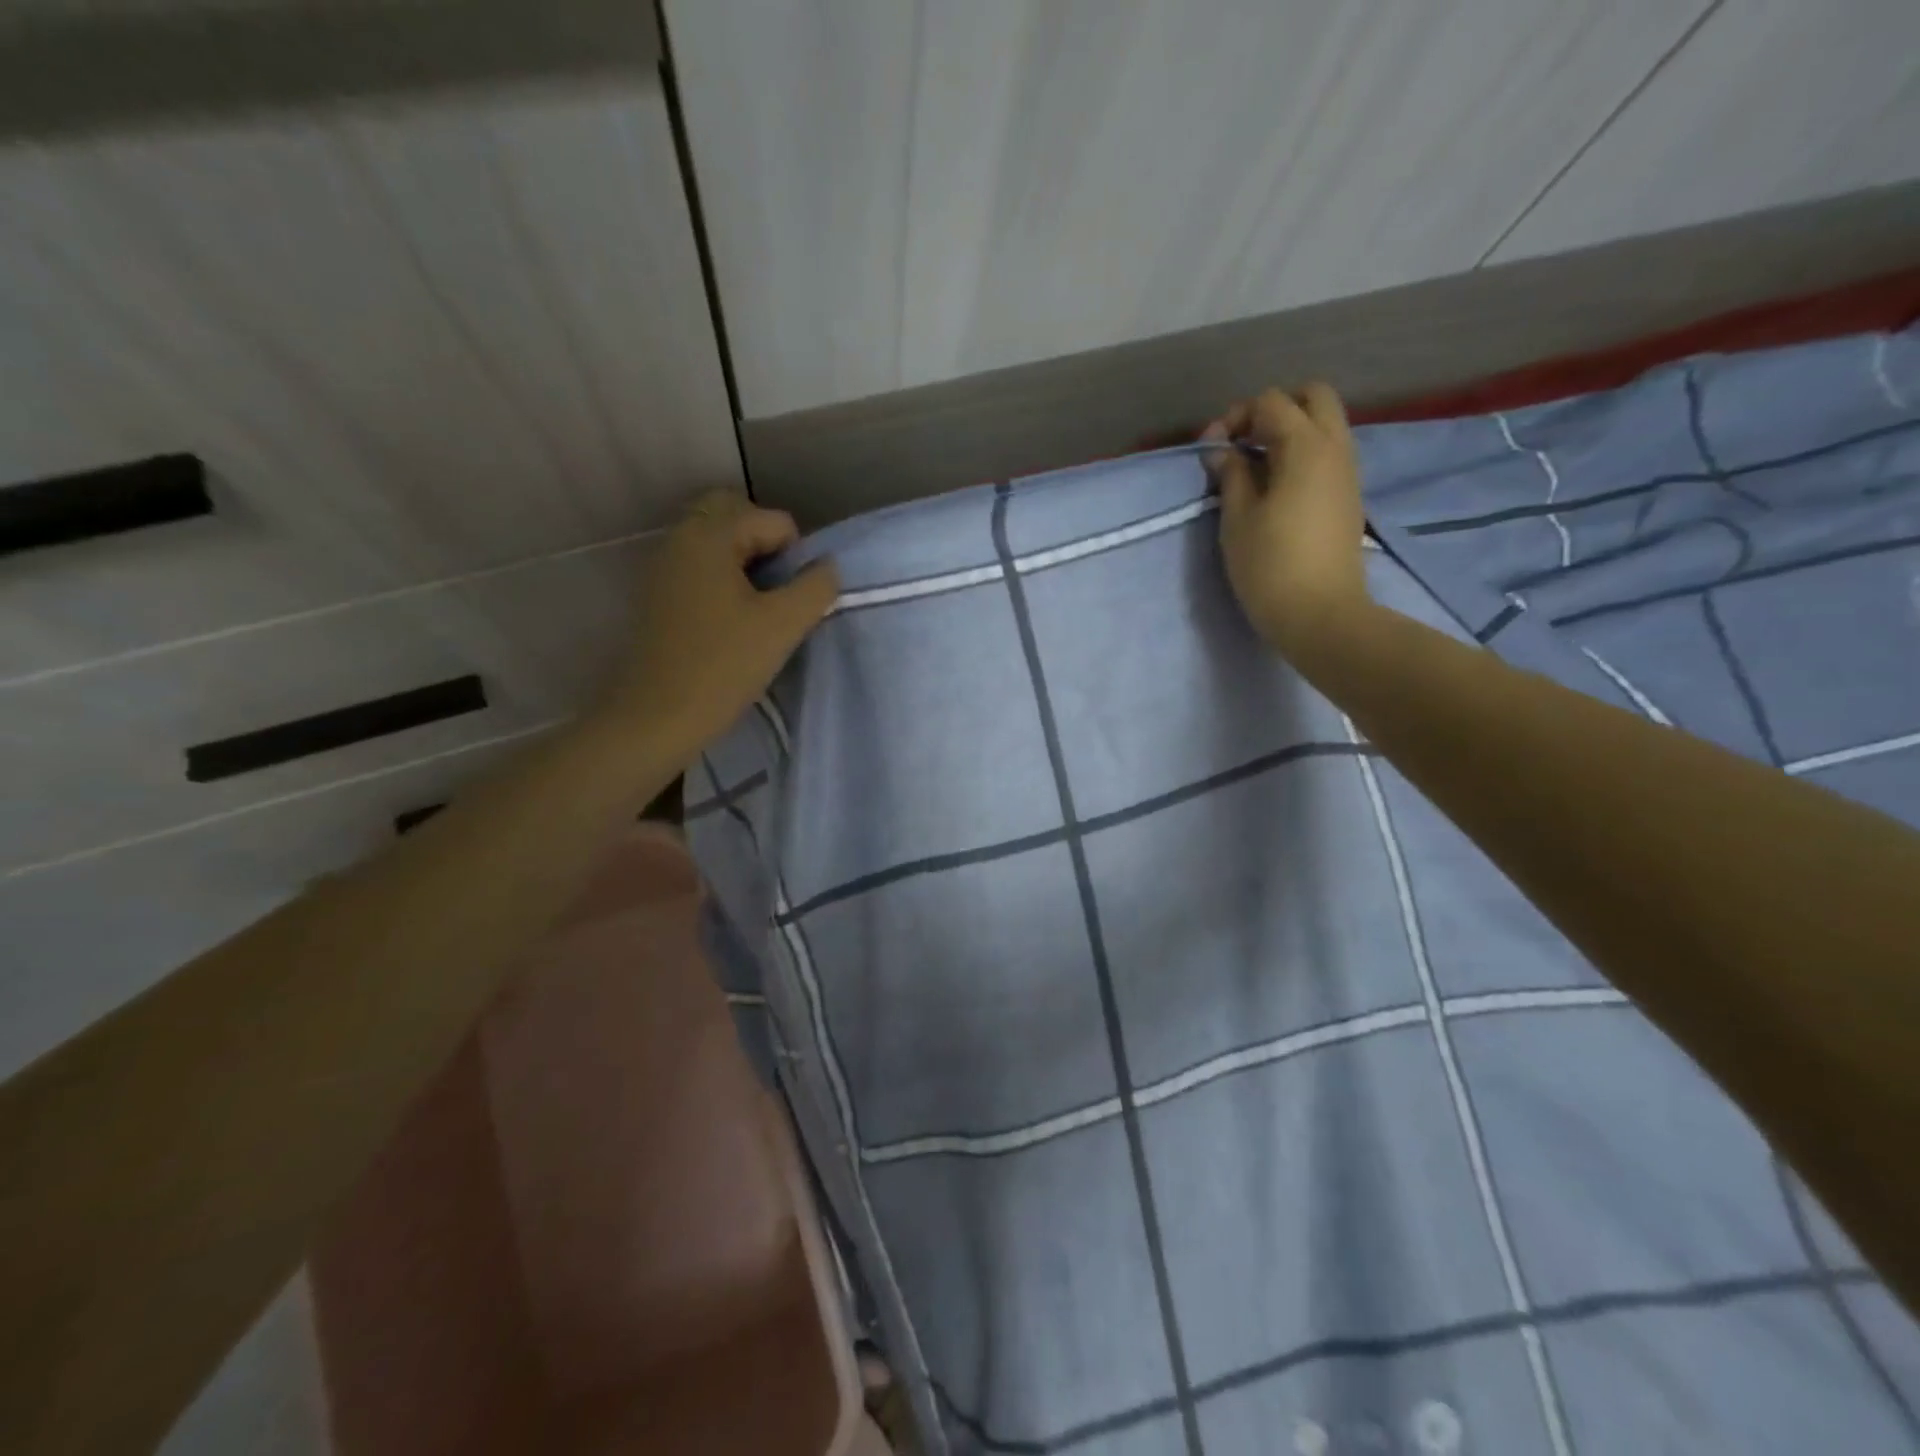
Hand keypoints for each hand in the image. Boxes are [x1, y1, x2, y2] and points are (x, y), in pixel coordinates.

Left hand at [598, 490, 838, 757]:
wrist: (656, 717)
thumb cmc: (723, 666)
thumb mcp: (784, 625)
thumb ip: (816, 587)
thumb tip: (826, 567)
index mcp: (709, 535)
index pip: (775, 522)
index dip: (796, 559)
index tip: (791, 602)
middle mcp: (680, 538)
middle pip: (737, 516)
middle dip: (767, 546)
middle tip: (779, 593)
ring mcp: (665, 567)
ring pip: (717, 543)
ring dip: (746, 564)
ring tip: (760, 610)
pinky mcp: (659, 596)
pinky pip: (701, 568)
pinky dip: (724, 580)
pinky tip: (733, 622)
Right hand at [1204, 383, 1369, 661]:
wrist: (1320, 614)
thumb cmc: (1270, 566)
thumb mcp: (1237, 519)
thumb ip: (1231, 475)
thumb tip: (1223, 452)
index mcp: (1306, 446)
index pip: (1270, 402)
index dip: (1235, 417)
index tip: (1211, 451)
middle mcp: (1335, 447)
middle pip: (1312, 397)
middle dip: (1273, 410)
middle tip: (1242, 444)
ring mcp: (1348, 471)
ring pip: (1324, 424)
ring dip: (1289, 432)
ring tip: (1254, 469)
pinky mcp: (1348, 495)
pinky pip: (1328, 453)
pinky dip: (1302, 454)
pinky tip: (1275, 487)